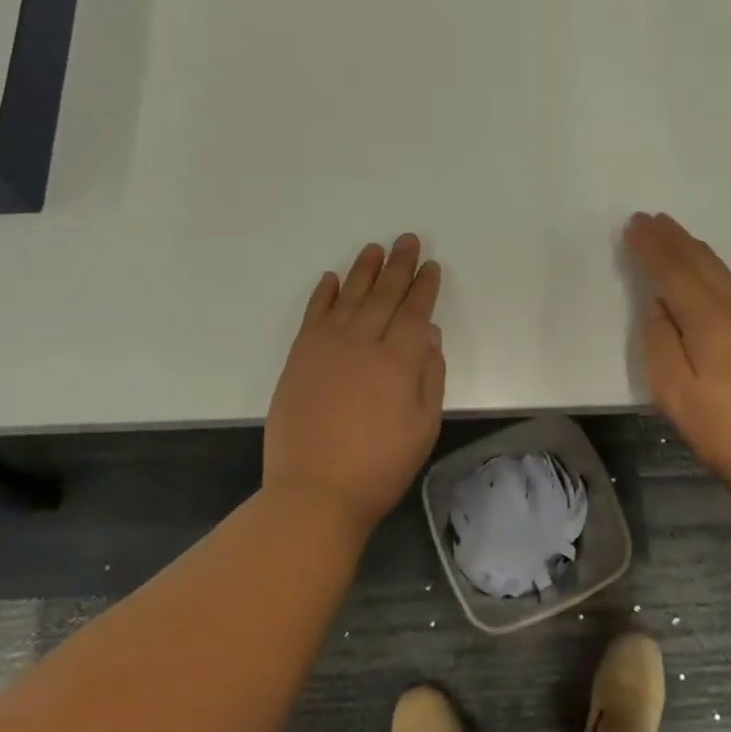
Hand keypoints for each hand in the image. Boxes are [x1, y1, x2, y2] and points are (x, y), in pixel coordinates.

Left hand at [263, 234, 445, 537]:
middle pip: (384, 296)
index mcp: (398, 362)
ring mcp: (327, 348)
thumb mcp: (423, 426)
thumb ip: (429, 375)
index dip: (424, 287)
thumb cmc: (379, 466)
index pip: (414, 312)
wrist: (314, 492)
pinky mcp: (299, 357)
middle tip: (407, 240)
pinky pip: (314, 315)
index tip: (430, 266)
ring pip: (349, 297)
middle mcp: (363, 344)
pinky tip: (332, 279)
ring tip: (374, 248)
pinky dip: (324, 295)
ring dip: (363, 270)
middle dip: (399, 266)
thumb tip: (428, 333)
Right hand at [624, 212, 730, 483]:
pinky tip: (700, 263)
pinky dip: (706, 263)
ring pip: (716, 267)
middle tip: (647, 218)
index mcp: (708, 317)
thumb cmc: (714, 422)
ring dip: (690, 245)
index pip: (673, 270)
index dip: (651, 247)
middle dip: (670, 237)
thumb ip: (659, 337)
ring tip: (669, 230)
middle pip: (698, 261)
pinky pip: (726, 279)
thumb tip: (659, 304)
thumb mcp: (671, 385)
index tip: (632, 225)